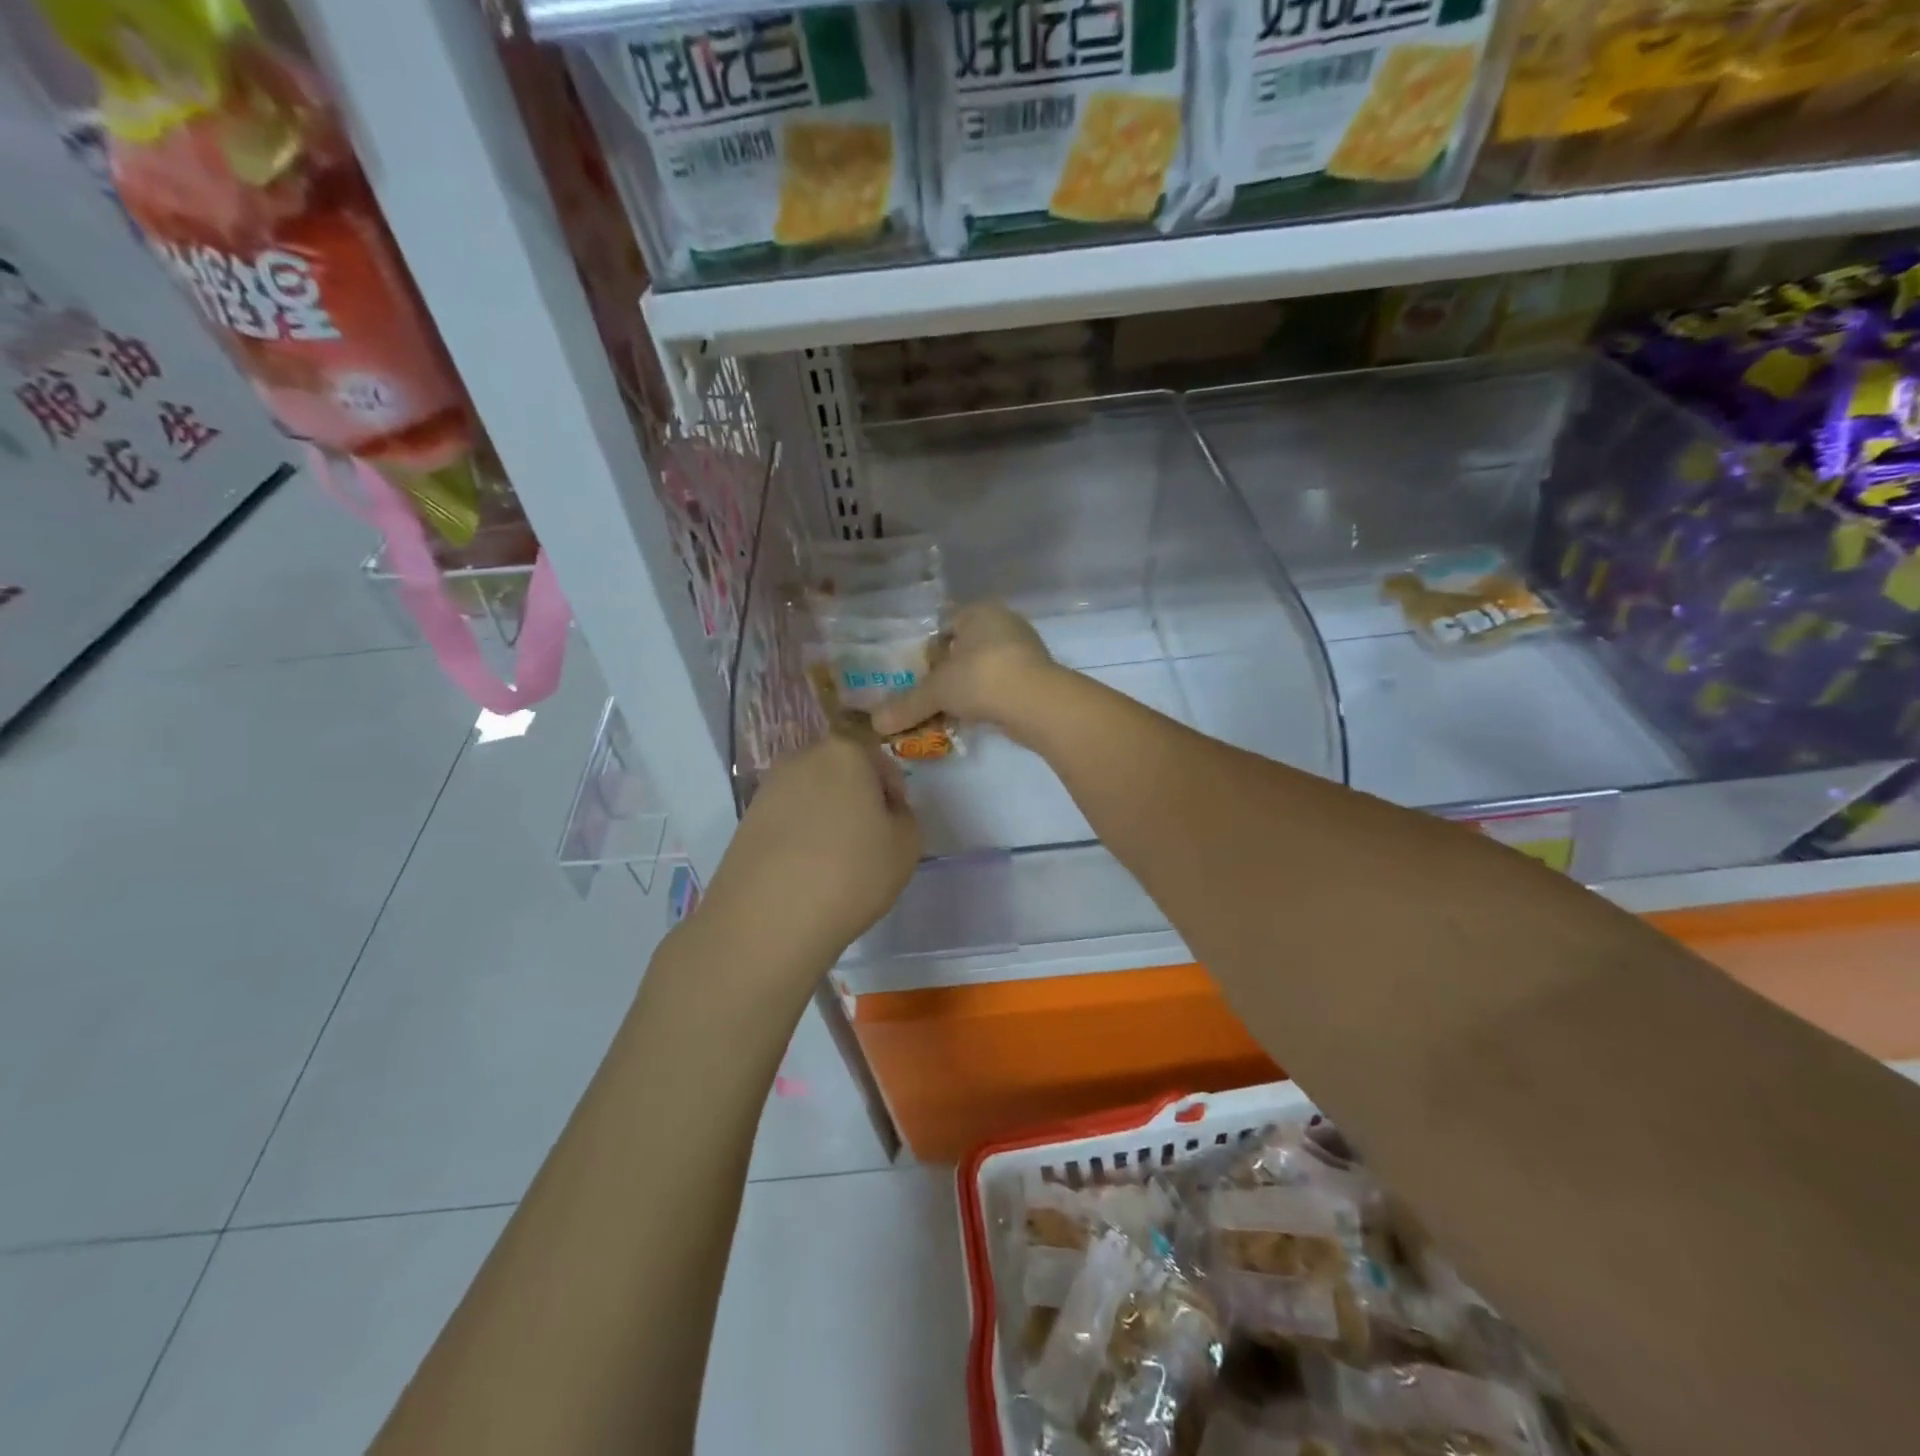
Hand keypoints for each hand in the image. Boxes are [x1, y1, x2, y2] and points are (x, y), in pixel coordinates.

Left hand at [701, 734, 921, 967]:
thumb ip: (903, 817)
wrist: (769, 917)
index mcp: (845, 752)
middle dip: (857, 798)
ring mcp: (768, 788)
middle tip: (868, 838)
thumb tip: (884, 812)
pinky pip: (786, 819)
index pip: (878, 758)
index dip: (892, 790)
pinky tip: (807, 870)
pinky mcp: (746, 819)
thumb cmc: (851, 872)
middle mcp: (802, 758)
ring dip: (826, 817)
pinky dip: (800, 835)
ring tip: (835, 859)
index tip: (895, 823)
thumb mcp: (907, 846)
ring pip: (812, 795)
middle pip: (841, 771)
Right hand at [870, 602, 1062, 741]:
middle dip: (946, 671)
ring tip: (945, 711)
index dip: (926, 646)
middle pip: (964, 647)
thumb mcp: (937, 691)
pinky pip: (999, 686)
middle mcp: (1004, 623)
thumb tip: (875, 723)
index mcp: (979, 611)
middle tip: (926, 694)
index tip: (913, 671)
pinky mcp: (1035, 678)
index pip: (945, 621)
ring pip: (983, 668)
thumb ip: (907, 704)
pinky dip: (984, 700)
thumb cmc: (982, 678)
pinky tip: (971, 719)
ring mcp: (1024, 651)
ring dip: (965, 689)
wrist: (1038, 703)